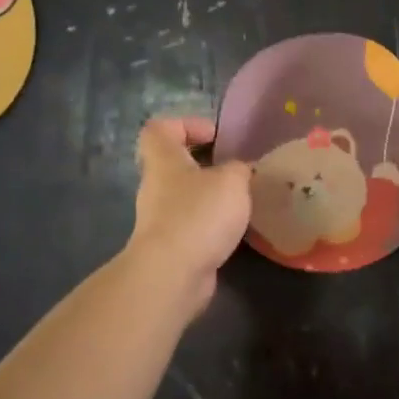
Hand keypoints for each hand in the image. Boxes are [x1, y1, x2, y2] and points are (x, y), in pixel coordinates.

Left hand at [124, 118, 252, 314]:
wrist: (173, 274)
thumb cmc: (198, 214)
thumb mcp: (232, 180)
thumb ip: (238, 169)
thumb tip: (239, 172)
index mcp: (164, 161)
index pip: (160, 129)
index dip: (185, 124)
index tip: (215, 136)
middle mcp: (156, 187)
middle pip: (175, 164)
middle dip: (206, 165)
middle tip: (236, 171)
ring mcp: (161, 219)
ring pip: (186, 197)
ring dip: (211, 197)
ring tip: (242, 202)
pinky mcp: (171, 247)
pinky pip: (192, 225)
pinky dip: (212, 225)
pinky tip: (235, 231)